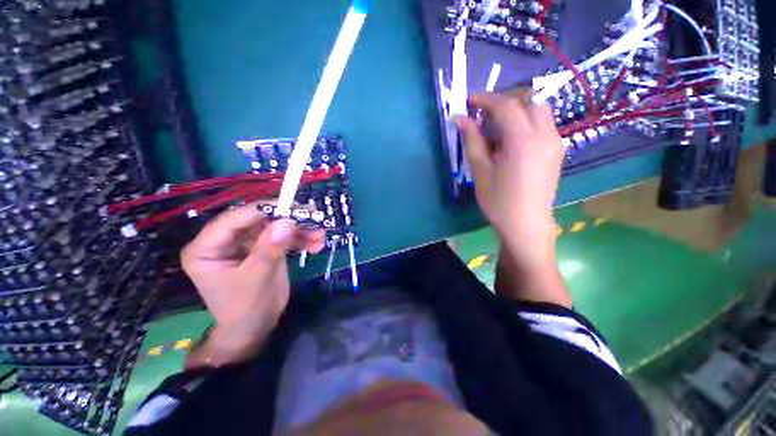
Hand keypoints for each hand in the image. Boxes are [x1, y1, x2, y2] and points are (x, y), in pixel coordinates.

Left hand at [181, 205, 324, 366]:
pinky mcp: (262, 248)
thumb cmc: (246, 310)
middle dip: (289, 220)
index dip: (264, 210)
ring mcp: (246, 243)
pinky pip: (282, 237)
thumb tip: (287, 221)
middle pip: (259, 220)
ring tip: (320, 235)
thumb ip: (270, 249)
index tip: (294, 209)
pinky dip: (301, 239)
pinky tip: (317, 244)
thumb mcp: (257, 279)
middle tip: (314, 218)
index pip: (234, 219)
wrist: (255, 329)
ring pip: (275, 227)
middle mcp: (225, 240)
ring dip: (300, 230)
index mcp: (207, 248)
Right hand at [454, 91, 564, 268]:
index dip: (486, 99)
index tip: (470, 101)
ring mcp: (555, 142)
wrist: (526, 223)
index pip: (506, 106)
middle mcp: (545, 135)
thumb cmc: (498, 201)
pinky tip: (512, 141)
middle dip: (504, 102)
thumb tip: (459, 118)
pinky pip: (543, 125)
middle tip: (484, 116)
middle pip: (527, 102)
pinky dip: (526, 123)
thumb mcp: (480, 171)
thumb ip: (472, 141)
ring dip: (517, 111)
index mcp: (522, 141)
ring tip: (497, 129)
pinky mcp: (557, 151)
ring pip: (538, 111)